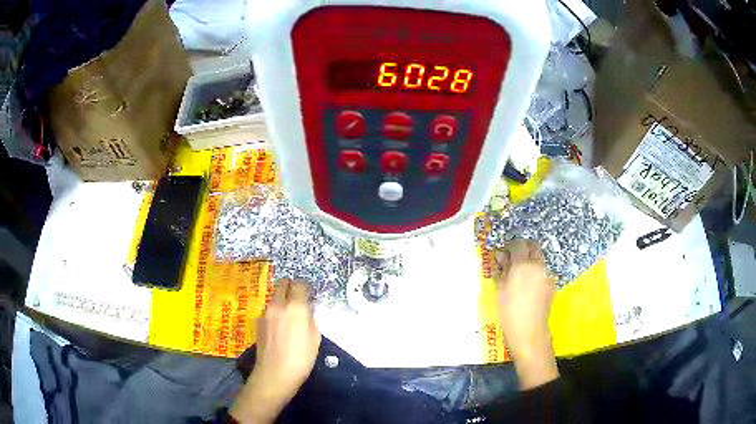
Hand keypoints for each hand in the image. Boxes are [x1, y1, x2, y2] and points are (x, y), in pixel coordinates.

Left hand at [230, 279, 320, 422]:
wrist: (275, 373)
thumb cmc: (301, 358)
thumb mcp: (315, 337)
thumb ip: (311, 317)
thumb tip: (307, 309)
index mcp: (296, 307)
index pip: (300, 283)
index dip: (306, 288)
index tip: (310, 296)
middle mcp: (278, 304)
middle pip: (283, 283)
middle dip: (292, 287)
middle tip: (299, 301)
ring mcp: (265, 312)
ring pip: (275, 296)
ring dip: (283, 300)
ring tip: (289, 318)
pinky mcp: (258, 321)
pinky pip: (269, 310)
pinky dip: (275, 312)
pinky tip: (279, 329)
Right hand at [493, 239, 558, 389]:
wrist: (529, 330)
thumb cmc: (509, 311)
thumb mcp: (500, 289)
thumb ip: (502, 269)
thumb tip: (501, 257)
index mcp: (523, 265)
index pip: (518, 244)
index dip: (510, 246)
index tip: (503, 254)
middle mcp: (538, 265)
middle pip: (533, 246)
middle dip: (523, 249)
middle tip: (514, 260)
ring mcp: (547, 273)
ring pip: (539, 259)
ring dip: (531, 261)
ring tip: (521, 275)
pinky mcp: (552, 283)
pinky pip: (544, 271)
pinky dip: (537, 273)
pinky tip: (530, 287)